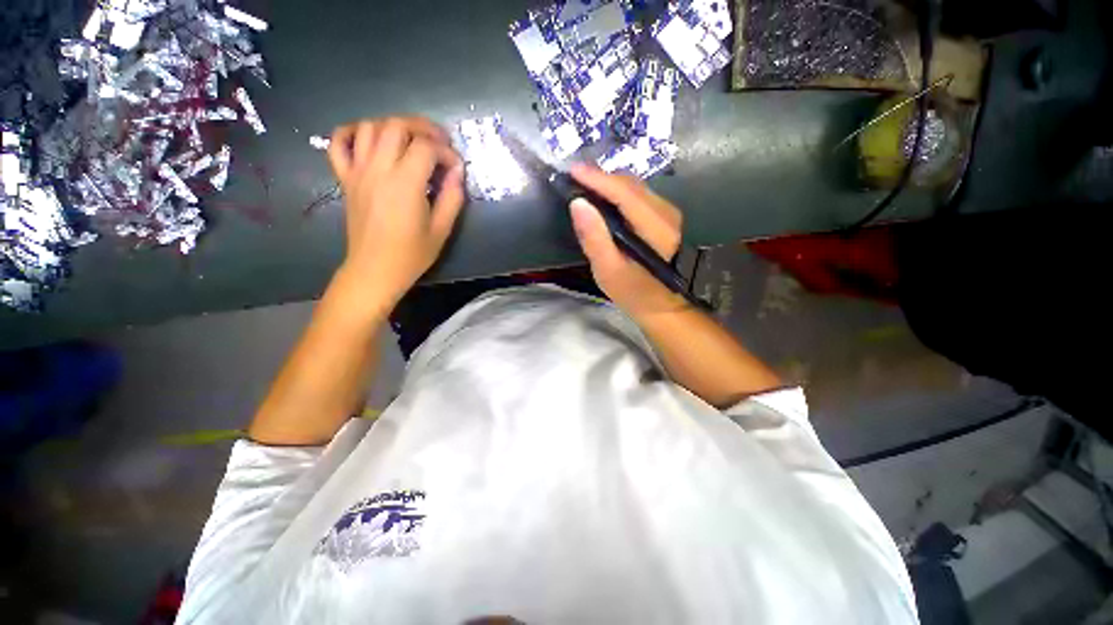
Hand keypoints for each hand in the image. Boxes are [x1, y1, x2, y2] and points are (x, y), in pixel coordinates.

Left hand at [327, 116, 464, 310]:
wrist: (374, 270)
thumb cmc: (412, 254)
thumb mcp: (442, 230)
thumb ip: (452, 198)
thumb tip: (457, 173)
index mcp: (405, 184)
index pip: (427, 147)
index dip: (447, 152)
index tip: (456, 168)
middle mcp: (378, 169)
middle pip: (397, 126)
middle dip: (423, 127)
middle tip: (439, 142)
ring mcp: (357, 171)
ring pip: (369, 127)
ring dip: (393, 126)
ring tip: (411, 140)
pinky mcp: (345, 178)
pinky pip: (338, 142)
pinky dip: (351, 132)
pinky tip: (368, 138)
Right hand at [568, 164, 687, 318]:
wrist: (662, 305)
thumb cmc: (633, 292)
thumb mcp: (608, 271)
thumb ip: (594, 238)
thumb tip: (578, 203)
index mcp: (656, 230)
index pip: (625, 194)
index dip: (598, 179)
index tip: (572, 170)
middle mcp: (667, 214)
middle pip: (631, 185)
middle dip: (601, 178)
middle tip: (574, 180)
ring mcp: (669, 213)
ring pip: (635, 187)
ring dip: (609, 184)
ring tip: (584, 187)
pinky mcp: (665, 217)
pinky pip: (638, 195)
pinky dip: (618, 193)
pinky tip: (604, 199)